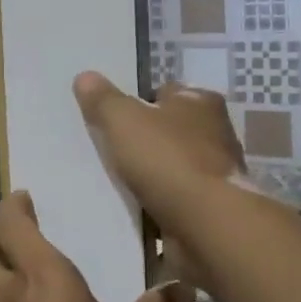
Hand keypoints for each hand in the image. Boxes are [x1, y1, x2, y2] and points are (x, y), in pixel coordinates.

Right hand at [72, 73, 248, 233]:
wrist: (206, 225)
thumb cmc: (168, 160)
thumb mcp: (123, 120)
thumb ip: (103, 99)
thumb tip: (85, 76)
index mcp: (201, 102)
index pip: (166, 92)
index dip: (139, 101)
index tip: (114, 117)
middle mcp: (215, 133)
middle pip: (170, 130)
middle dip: (145, 140)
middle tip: (109, 149)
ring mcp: (215, 174)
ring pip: (172, 166)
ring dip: (151, 175)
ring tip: (114, 181)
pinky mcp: (211, 209)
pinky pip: (175, 200)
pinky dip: (157, 203)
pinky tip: (133, 209)